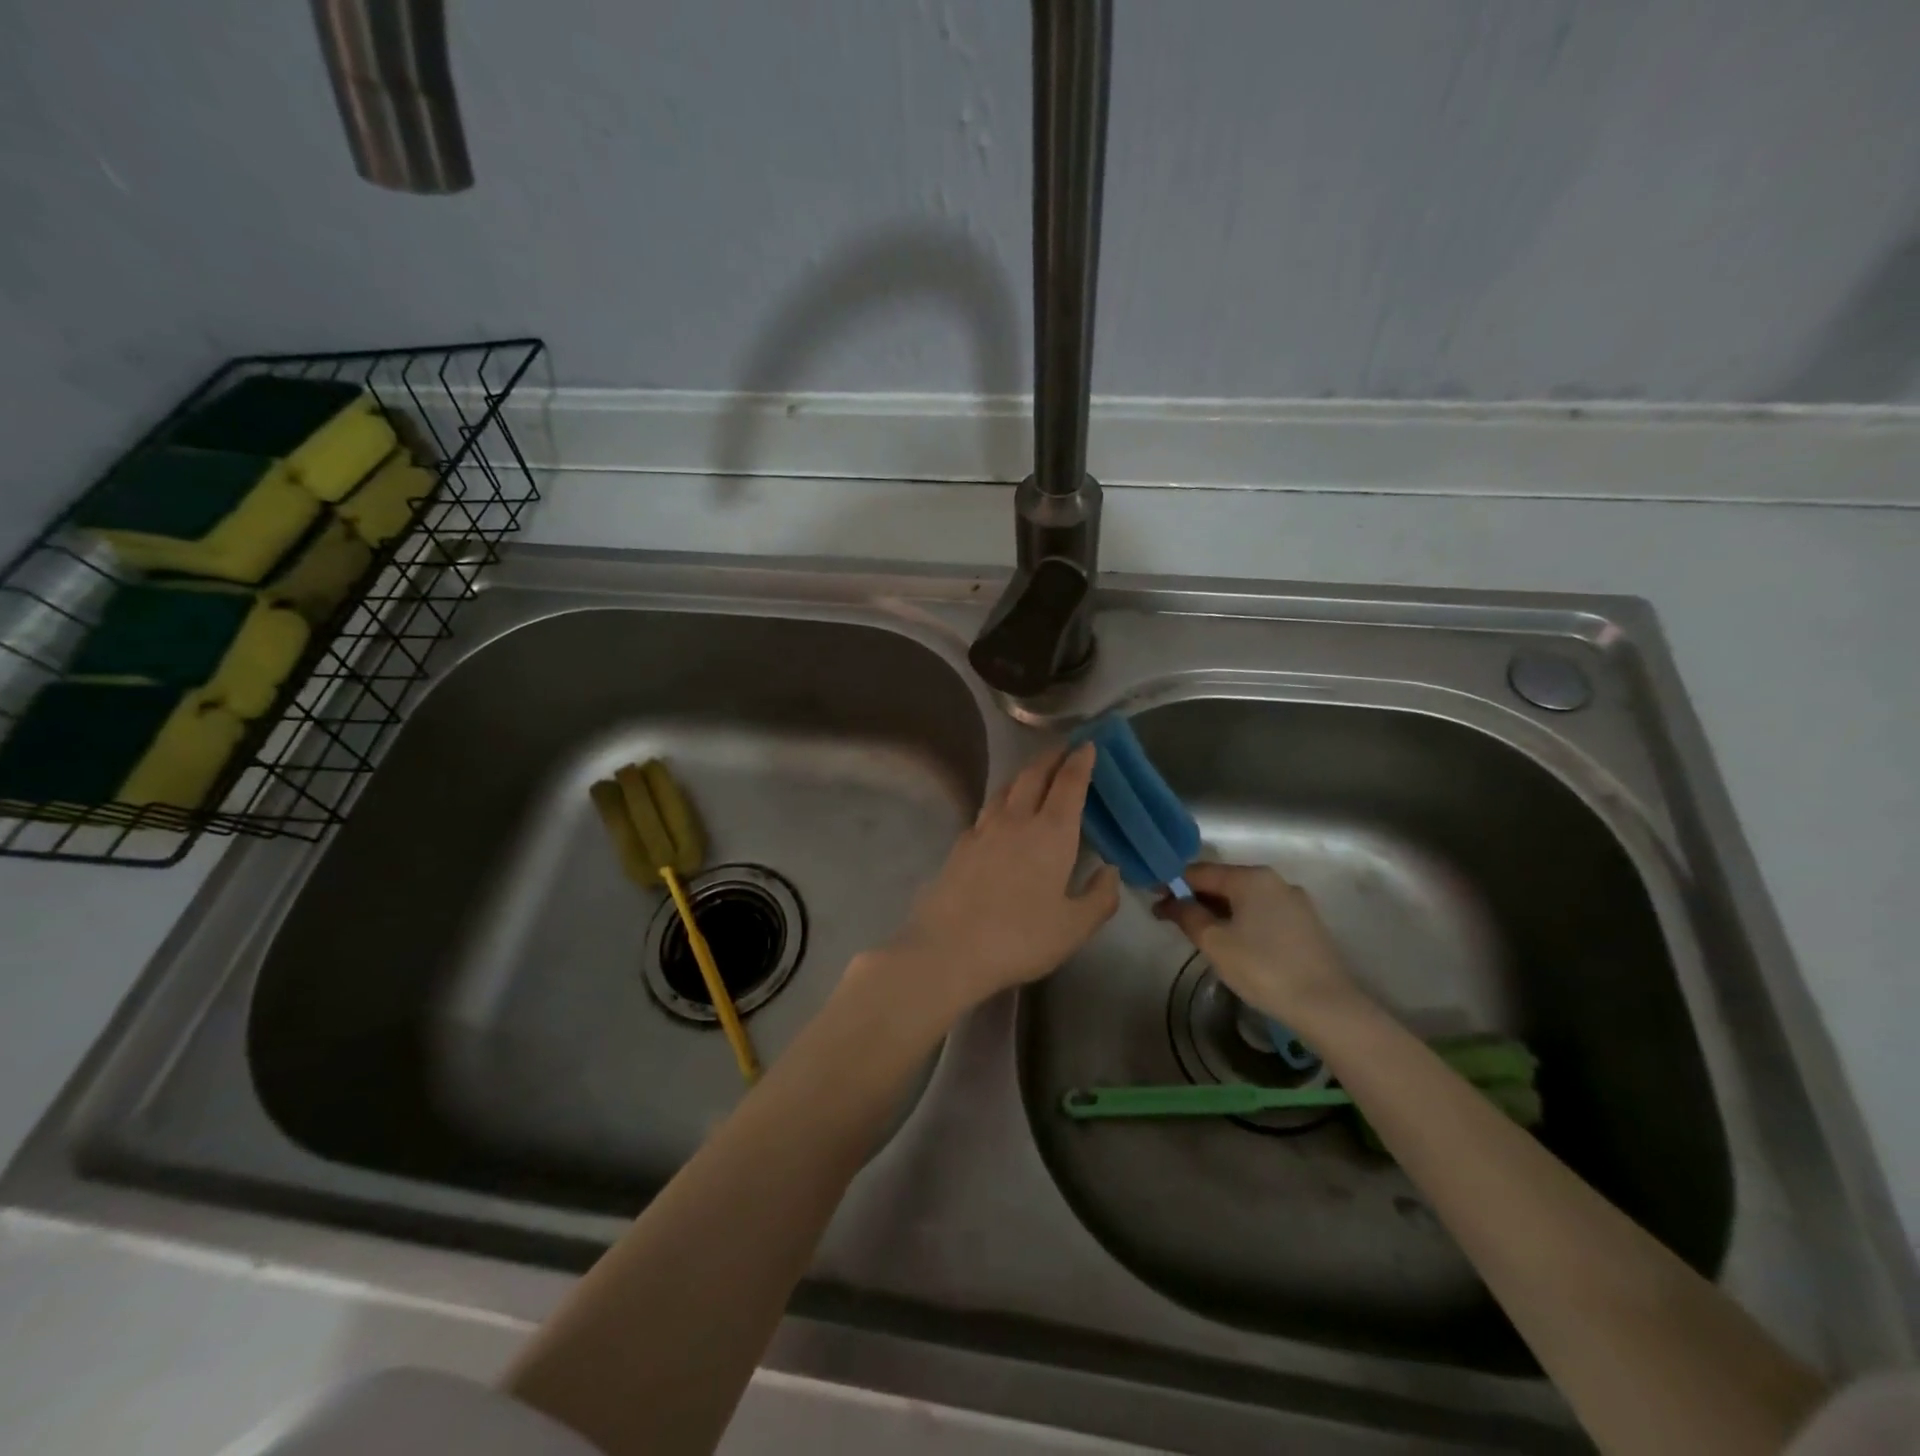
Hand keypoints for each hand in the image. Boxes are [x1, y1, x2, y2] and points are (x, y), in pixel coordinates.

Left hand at [858, 743, 1120, 1026]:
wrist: (949, 949)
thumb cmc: (1020, 938)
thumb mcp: (1074, 927)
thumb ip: (1099, 897)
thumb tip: (1109, 871)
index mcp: (1051, 833)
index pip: (1068, 783)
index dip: (1080, 760)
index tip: (1088, 744)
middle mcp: (1016, 820)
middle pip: (1033, 775)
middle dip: (1051, 757)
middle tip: (1063, 750)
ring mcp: (983, 830)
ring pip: (1005, 789)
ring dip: (1024, 775)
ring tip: (1033, 776)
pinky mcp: (959, 845)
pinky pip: (986, 812)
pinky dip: (1001, 804)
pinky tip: (1001, 819)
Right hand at [1154, 862, 1359, 1023]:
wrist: (1326, 1006)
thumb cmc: (1263, 968)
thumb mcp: (1215, 943)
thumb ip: (1188, 916)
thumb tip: (1171, 902)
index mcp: (1251, 877)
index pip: (1201, 872)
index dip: (1173, 884)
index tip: (1153, 900)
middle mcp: (1275, 881)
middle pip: (1224, 882)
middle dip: (1196, 898)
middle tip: (1172, 921)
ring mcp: (1295, 902)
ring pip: (1245, 899)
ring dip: (1219, 911)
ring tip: (1200, 935)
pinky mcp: (1306, 924)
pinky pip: (1263, 913)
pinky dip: (1242, 921)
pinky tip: (1234, 943)